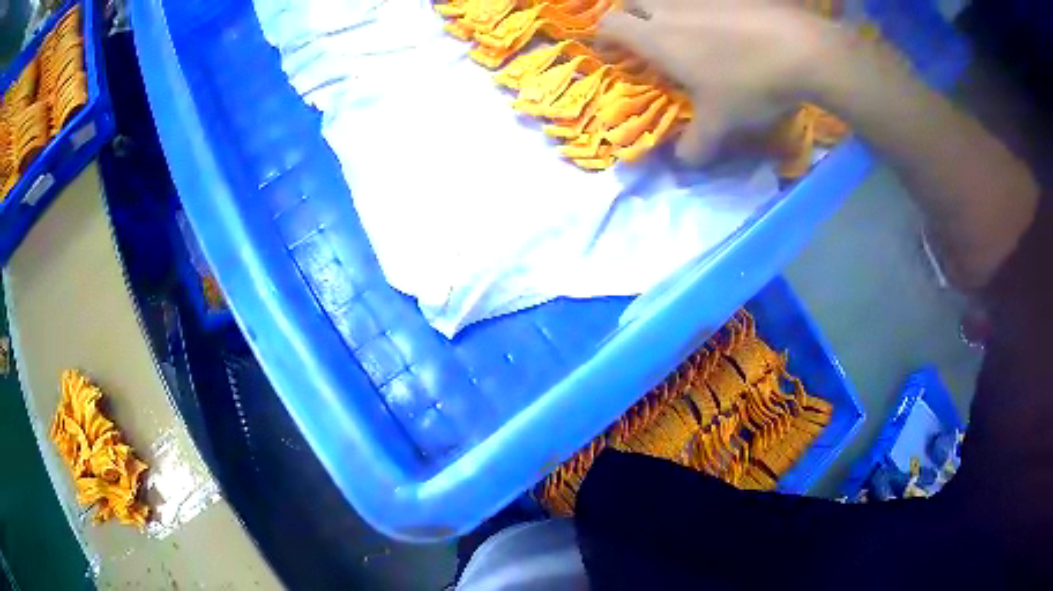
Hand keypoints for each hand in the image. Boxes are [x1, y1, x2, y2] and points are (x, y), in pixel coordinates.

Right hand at [598, 0, 847, 164]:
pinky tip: (724, 26)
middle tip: (645, 37)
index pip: (610, 25)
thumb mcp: (721, 122)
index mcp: (658, 37)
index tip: (611, 52)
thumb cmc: (750, 83)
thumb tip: (683, 163)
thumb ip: (697, 145)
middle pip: (633, 0)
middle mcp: (672, 9)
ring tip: (685, 32)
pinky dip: (703, 9)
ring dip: (666, 11)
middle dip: (630, 16)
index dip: (604, 36)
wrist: (801, 50)